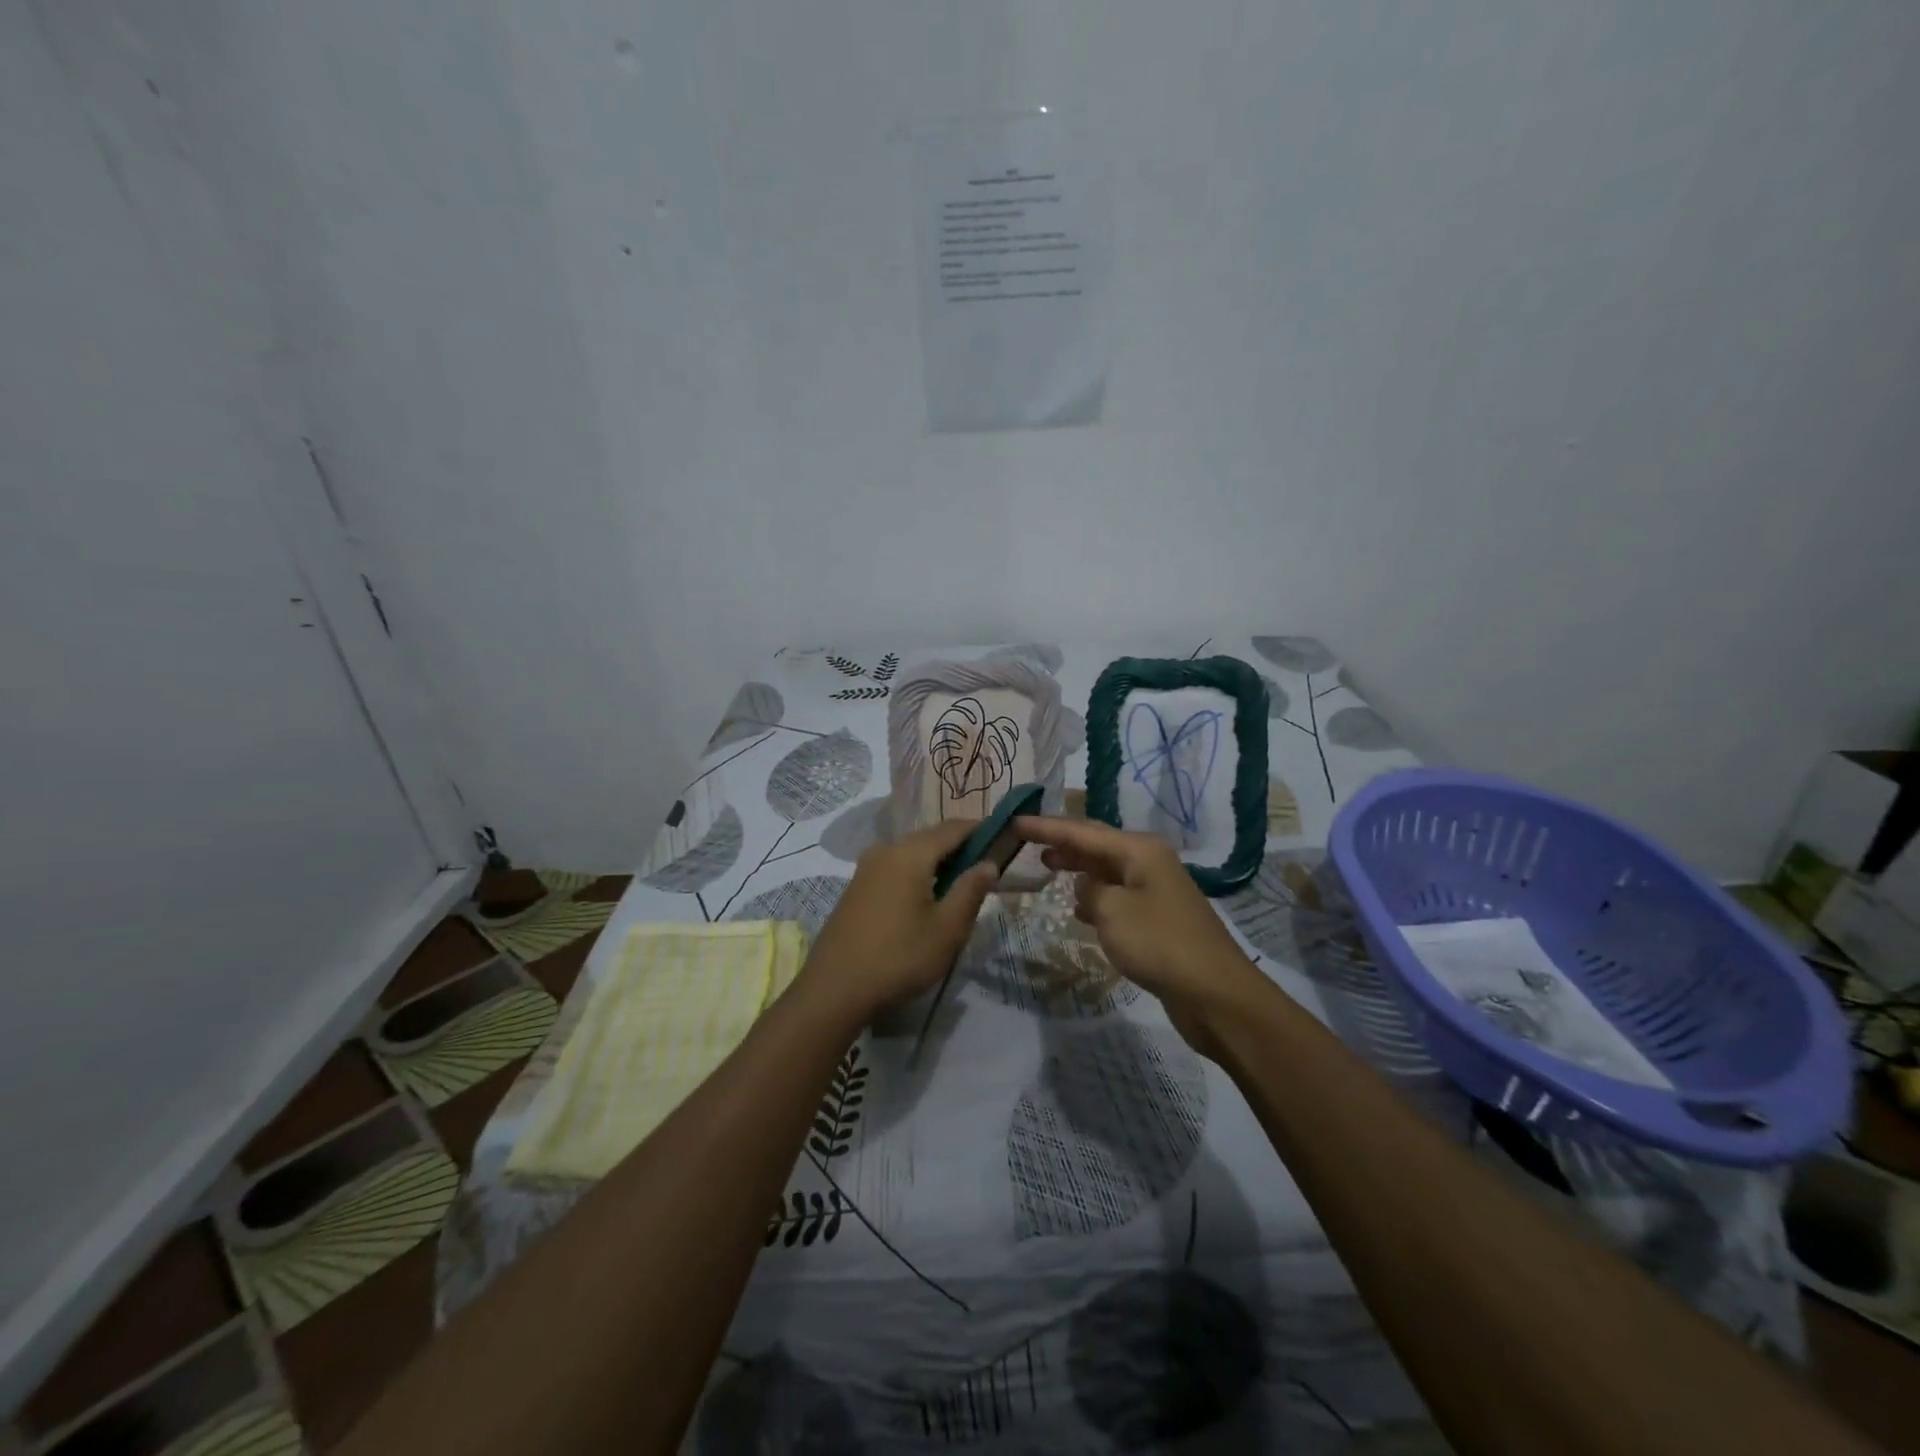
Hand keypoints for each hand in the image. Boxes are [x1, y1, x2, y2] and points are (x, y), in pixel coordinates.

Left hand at [799, 820, 998, 1020]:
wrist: (834, 988)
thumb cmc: (900, 956)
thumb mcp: (948, 928)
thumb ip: (971, 890)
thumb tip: (988, 863)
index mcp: (911, 852)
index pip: (954, 827)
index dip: (981, 829)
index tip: (1004, 838)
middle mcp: (887, 849)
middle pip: (931, 837)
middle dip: (961, 847)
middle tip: (987, 867)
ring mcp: (867, 867)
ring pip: (912, 853)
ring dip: (938, 862)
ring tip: (961, 885)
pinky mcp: (857, 886)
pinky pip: (896, 867)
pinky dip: (918, 873)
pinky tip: (927, 898)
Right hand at [1015, 816, 1266, 1055]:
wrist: (1215, 993)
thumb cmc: (1159, 944)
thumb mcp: (1112, 911)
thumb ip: (1089, 890)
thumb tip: (1087, 887)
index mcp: (1139, 850)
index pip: (1082, 830)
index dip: (1046, 826)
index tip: (1014, 822)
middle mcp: (1149, 861)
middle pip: (1097, 843)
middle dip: (1062, 841)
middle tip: (1026, 842)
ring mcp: (1156, 890)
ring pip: (1107, 870)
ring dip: (1078, 868)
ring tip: (1046, 867)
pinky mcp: (1158, 918)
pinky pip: (1117, 896)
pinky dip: (1094, 896)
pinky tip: (1078, 909)